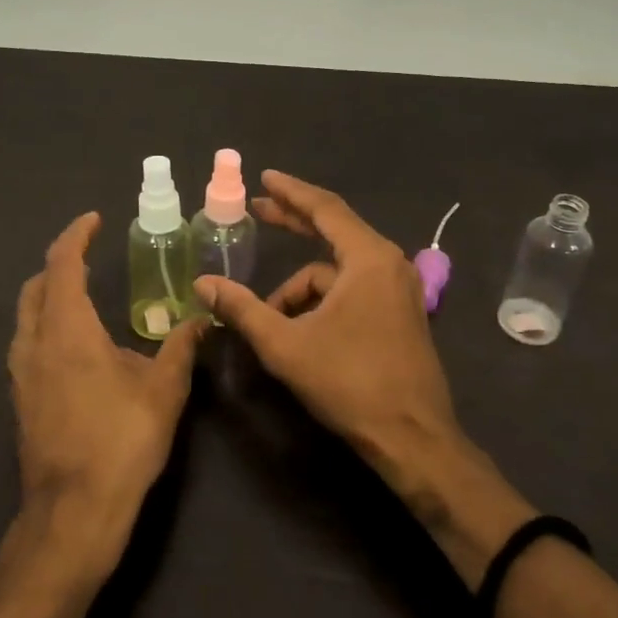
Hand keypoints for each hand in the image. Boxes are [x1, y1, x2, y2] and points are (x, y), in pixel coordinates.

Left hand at [8, 213, 206, 580]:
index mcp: (66, 329)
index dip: (76, 236)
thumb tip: (201, 319)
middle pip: (36, 286)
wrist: (73, 513)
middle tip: (89, 256)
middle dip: (60, 264)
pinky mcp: (21, 400)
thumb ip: (182, 348)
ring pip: (27, 316)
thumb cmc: (121, 442)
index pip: (62, 264)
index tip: (94, 220)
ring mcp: (21, 374)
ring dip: (50, 296)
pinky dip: (46, 325)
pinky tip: (75, 348)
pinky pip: (28, 344)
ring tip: (83, 296)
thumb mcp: (164, 391)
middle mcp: (34, 343)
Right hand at [193, 173, 532, 580]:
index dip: (290, 192)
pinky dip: (320, 303)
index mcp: (368, 259)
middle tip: (257, 210)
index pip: (325, 209)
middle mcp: (388, 264)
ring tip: (269, 318)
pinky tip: (298, 330)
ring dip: (300, 288)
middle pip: (334, 230)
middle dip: (293, 222)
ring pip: (336, 273)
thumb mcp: (286, 345)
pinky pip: (351, 291)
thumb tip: (203, 284)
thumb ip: (242, 309)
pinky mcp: (398, 314)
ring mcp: (398, 290)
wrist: (413, 438)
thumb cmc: (351, 383)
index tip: (264, 178)